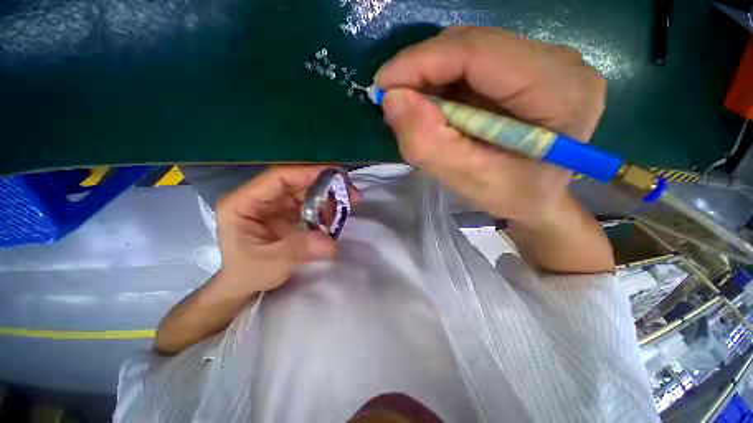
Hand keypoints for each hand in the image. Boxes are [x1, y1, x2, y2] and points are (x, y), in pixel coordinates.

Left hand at [214, 165, 360, 293]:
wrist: (240, 287)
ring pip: (303, 193)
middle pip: (295, 183)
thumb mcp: (270, 262)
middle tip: (351, 193)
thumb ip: (299, 249)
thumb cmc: (246, 273)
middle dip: (324, 186)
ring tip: (346, 205)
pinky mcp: (283, 214)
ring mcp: (272, 206)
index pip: (278, 178)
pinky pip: (306, 205)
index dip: (307, 173)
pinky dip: (322, 209)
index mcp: (243, 203)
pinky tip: (334, 216)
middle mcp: (258, 199)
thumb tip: (332, 244)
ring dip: (325, 197)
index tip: (336, 176)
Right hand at [375, 26, 605, 225]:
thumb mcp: (467, 180)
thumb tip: (392, 98)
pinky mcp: (527, 67)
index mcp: (560, 91)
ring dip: (432, 77)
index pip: (480, 52)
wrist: (537, 197)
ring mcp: (545, 60)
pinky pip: (473, 63)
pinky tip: (435, 107)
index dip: (422, 61)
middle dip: (423, 69)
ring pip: (470, 50)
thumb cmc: (510, 196)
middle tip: (394, 101)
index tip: (383, 84)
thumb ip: (428, 143)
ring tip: (413, 109)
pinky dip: (444, 83)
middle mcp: (560, 63)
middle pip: (474, 45)